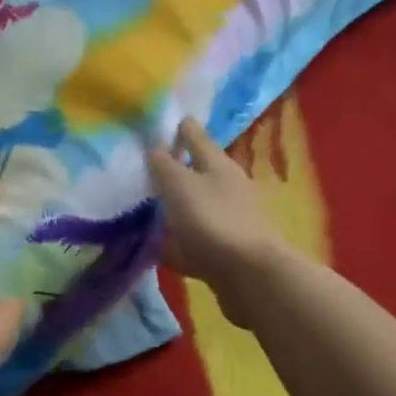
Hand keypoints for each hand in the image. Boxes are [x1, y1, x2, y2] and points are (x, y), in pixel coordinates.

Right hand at [147, 117, 283, 327]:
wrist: (248, 274)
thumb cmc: (211, 219)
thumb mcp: (179, 185)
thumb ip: (163, 165)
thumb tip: (153, 147)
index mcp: (218, 165)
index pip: (196, 136)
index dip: (181, 128)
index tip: (168, 121)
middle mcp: (227, 187)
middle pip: (198, 171)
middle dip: (177, 167)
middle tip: (148, 166)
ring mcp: (228, 219)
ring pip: (196, 205)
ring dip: (177, 205)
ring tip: (148, 207)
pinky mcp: (224, 249)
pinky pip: (194, 238)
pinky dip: (178, 239)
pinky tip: (159, 245)